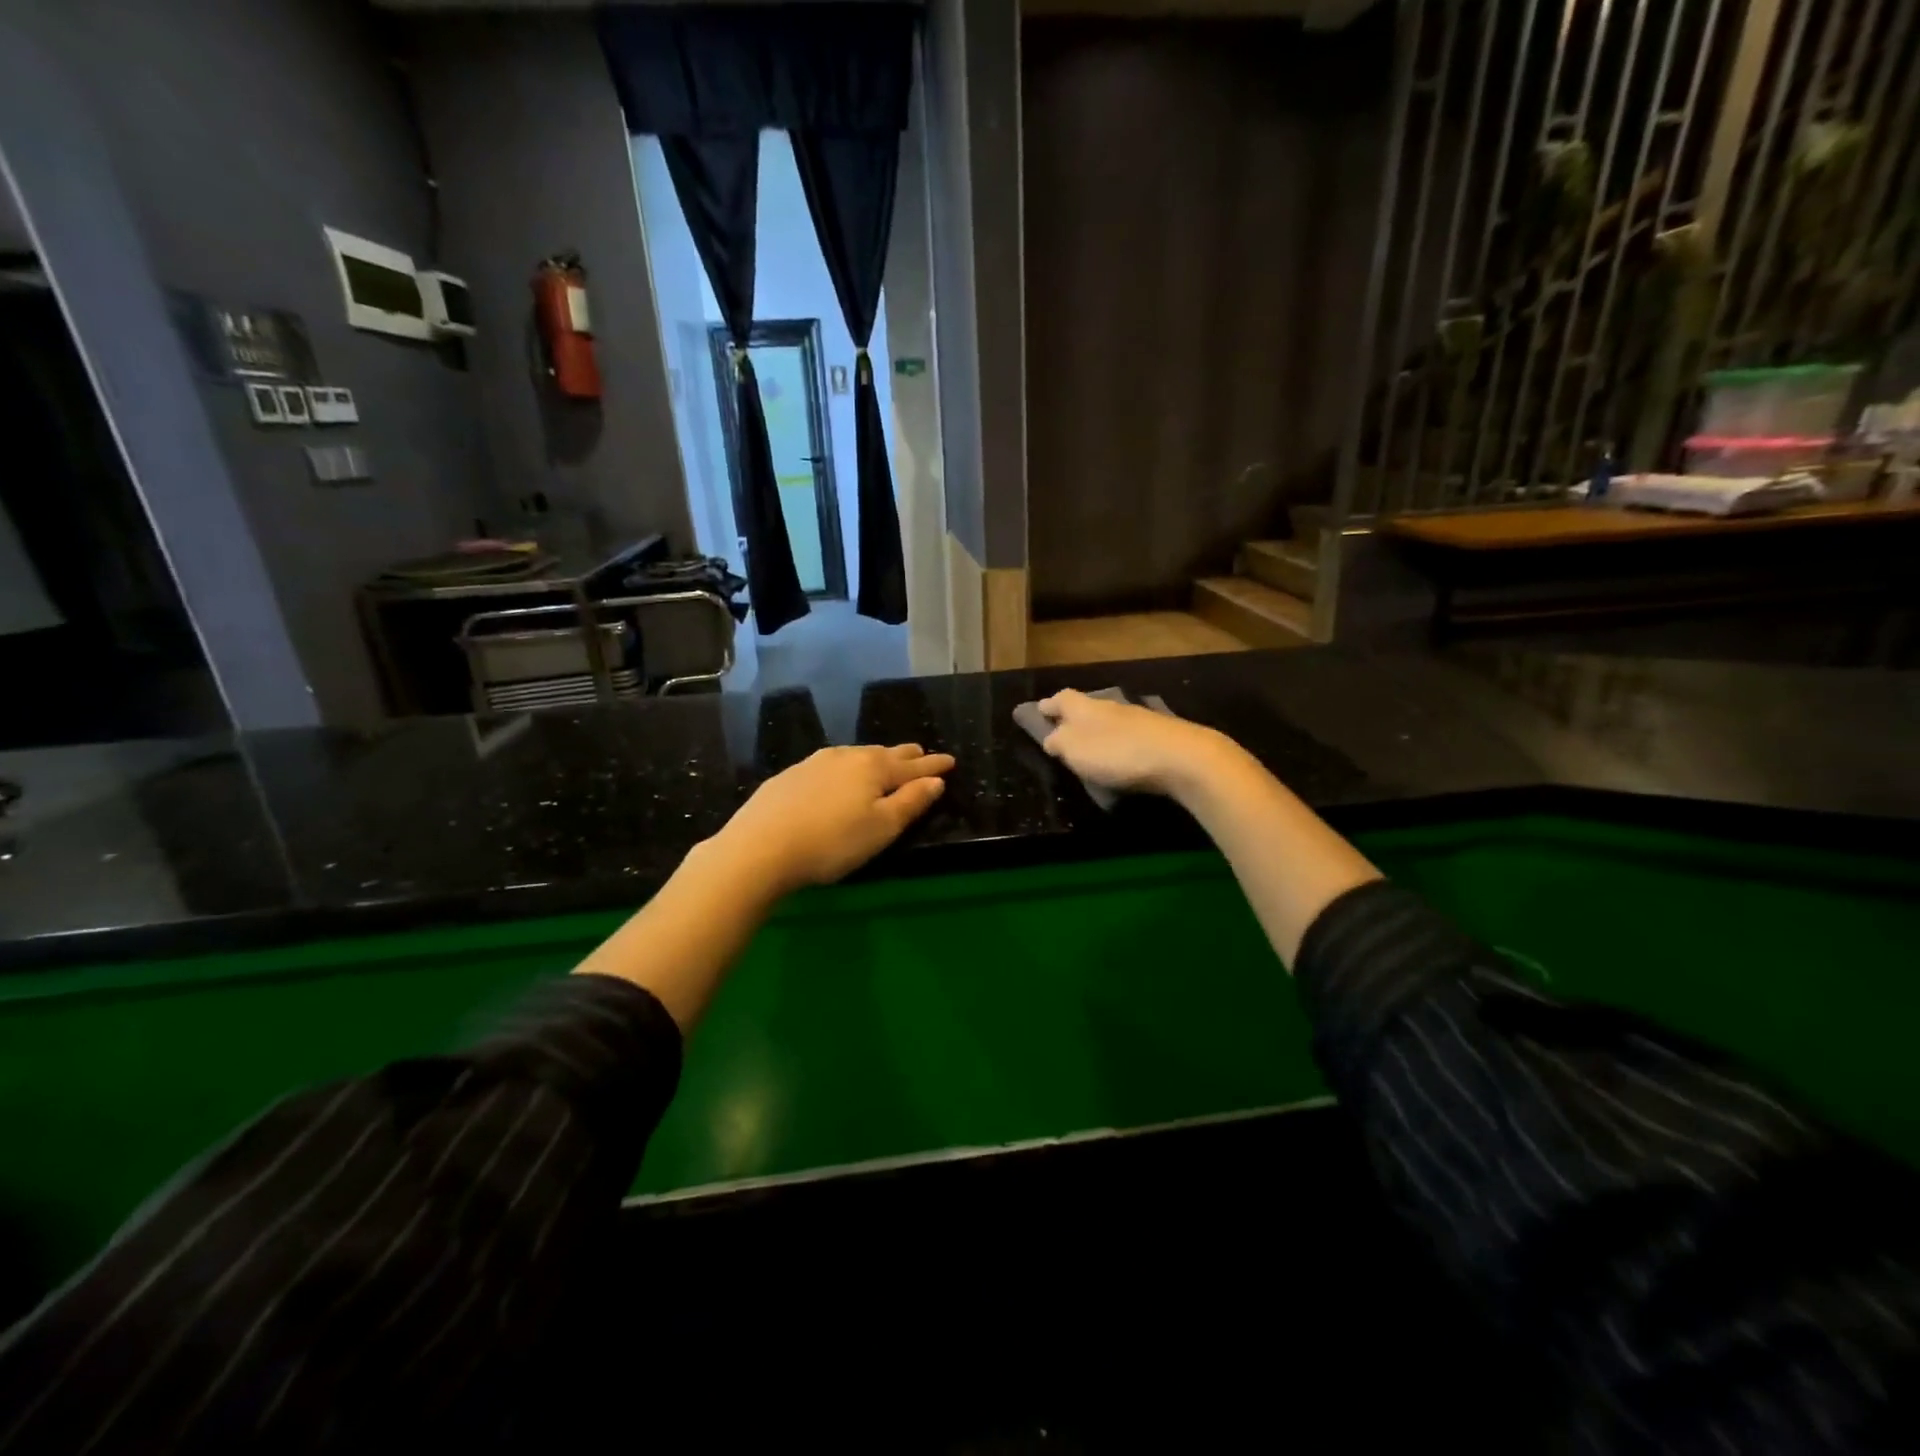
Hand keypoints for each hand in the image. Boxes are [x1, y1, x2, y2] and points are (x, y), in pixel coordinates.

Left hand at [713, 743, 955, 893]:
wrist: (760, 847)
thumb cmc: (832, 842)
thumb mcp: (881, 828)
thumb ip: (910, 802)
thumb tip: (936, 780)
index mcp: (874, 768)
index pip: (913, 766)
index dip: (934, 766)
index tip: (950, 760)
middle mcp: (847, 756)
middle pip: (884, 753)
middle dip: (906, 755)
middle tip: (921, 754)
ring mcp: (815, 762)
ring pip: (856, 755)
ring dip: (876, 758)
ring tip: (885, 761)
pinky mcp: (791, 775)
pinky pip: (831, 764)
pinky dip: (847, 767)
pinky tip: (840, 775)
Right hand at [1036, 690, 1229, 798]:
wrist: (1180, 757)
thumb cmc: (1117, 753)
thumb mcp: (1075, 750)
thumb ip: (1059, 742)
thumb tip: (1051, 738)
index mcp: (1086, 707)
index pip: (1062, 698)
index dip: (1050, 705)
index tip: (1040, 710)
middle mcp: (1111, 706)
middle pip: (1087, 707)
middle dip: (1074, 717)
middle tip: (1064, 730)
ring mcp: (1139, 719)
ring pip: (1111, 720)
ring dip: (1099, 731)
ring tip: (1092, 748)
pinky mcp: (1160, 735)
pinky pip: (1131, 736)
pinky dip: (1121, 743)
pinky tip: (1122, 757)